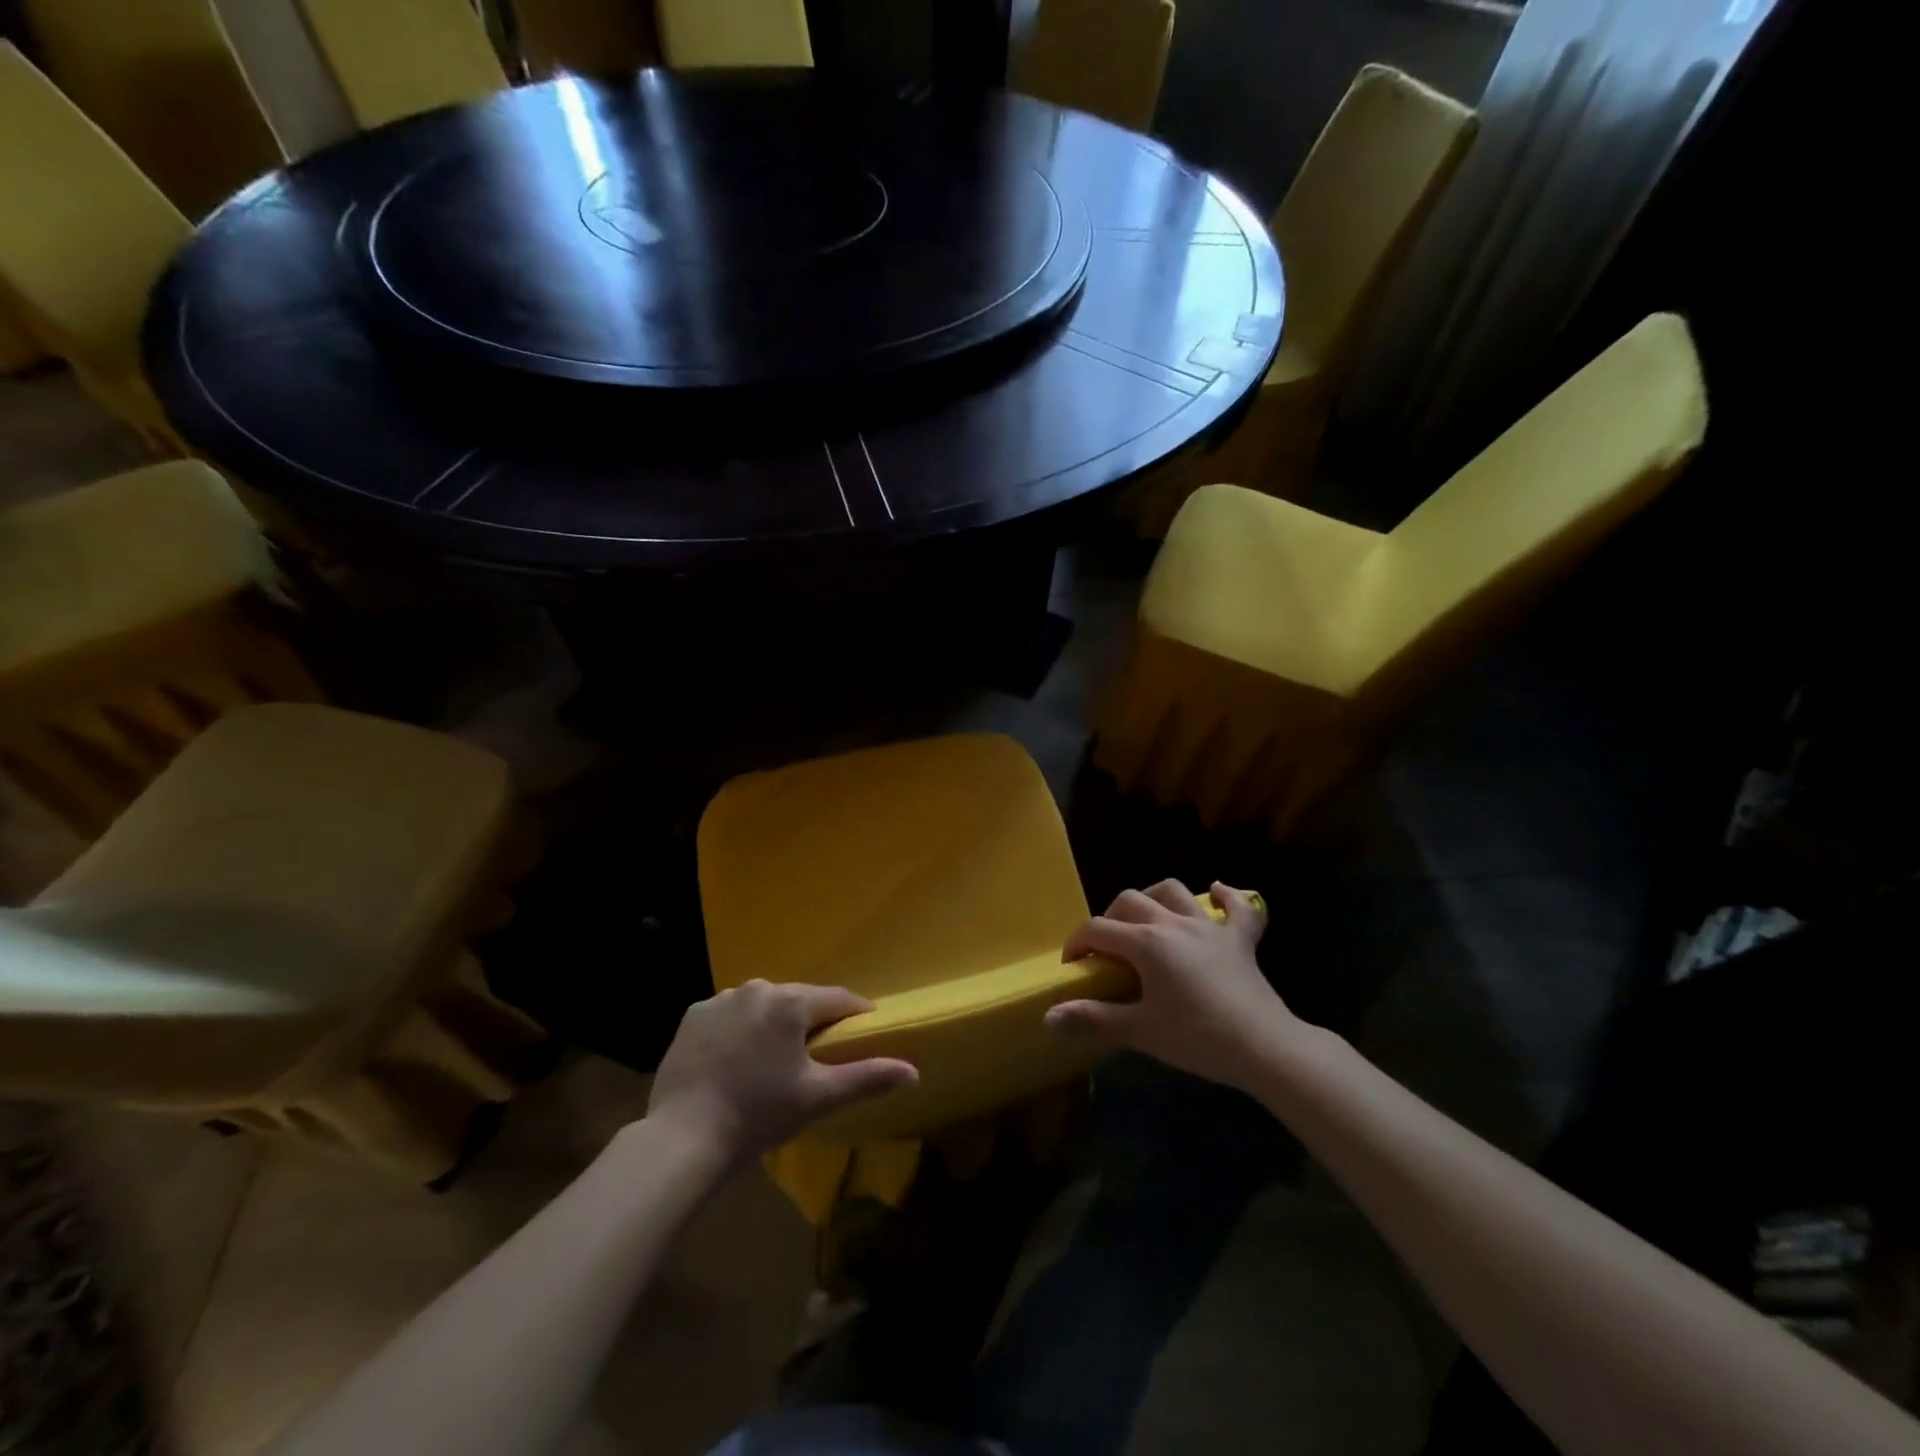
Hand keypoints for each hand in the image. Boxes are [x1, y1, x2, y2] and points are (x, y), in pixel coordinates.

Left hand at [647, 981, 917, 1160]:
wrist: (683, 1138)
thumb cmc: (759, 1116)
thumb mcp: (818, 1098)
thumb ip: (867, 1078)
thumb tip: (913, 1071)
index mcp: (790, 1002)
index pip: (837, 998)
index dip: (855, 1013)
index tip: (865, 1029)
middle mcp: (756, 988)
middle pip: (798, 998)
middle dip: (812, 1019)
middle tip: (819, 1051)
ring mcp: (719, 1000)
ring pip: (762, 1004)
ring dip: (774, 1022)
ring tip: (776, 1056)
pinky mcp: (693, 1017)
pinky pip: (729, 1015)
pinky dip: (739, 1029)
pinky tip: (737, 1059)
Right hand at [1046, 880, 1299, 1090]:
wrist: (1264, 1047)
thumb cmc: (1197, 1038)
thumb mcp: (1140, 1031)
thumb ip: (1093, 1019)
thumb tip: (1050, 1016)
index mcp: (1146, 943)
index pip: (1098, 930)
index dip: (1077, 944)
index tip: (1072, 966)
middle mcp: (1173, 923)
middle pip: (1130, 901)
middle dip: (1110, 918)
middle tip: (1107, 950)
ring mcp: (1210, 927)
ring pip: (1174, 891)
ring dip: (1155, 898)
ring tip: (1147, 918)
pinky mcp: (1241, 939)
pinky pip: (1237, 906)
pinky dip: (1225, 897)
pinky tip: (1217, 893)